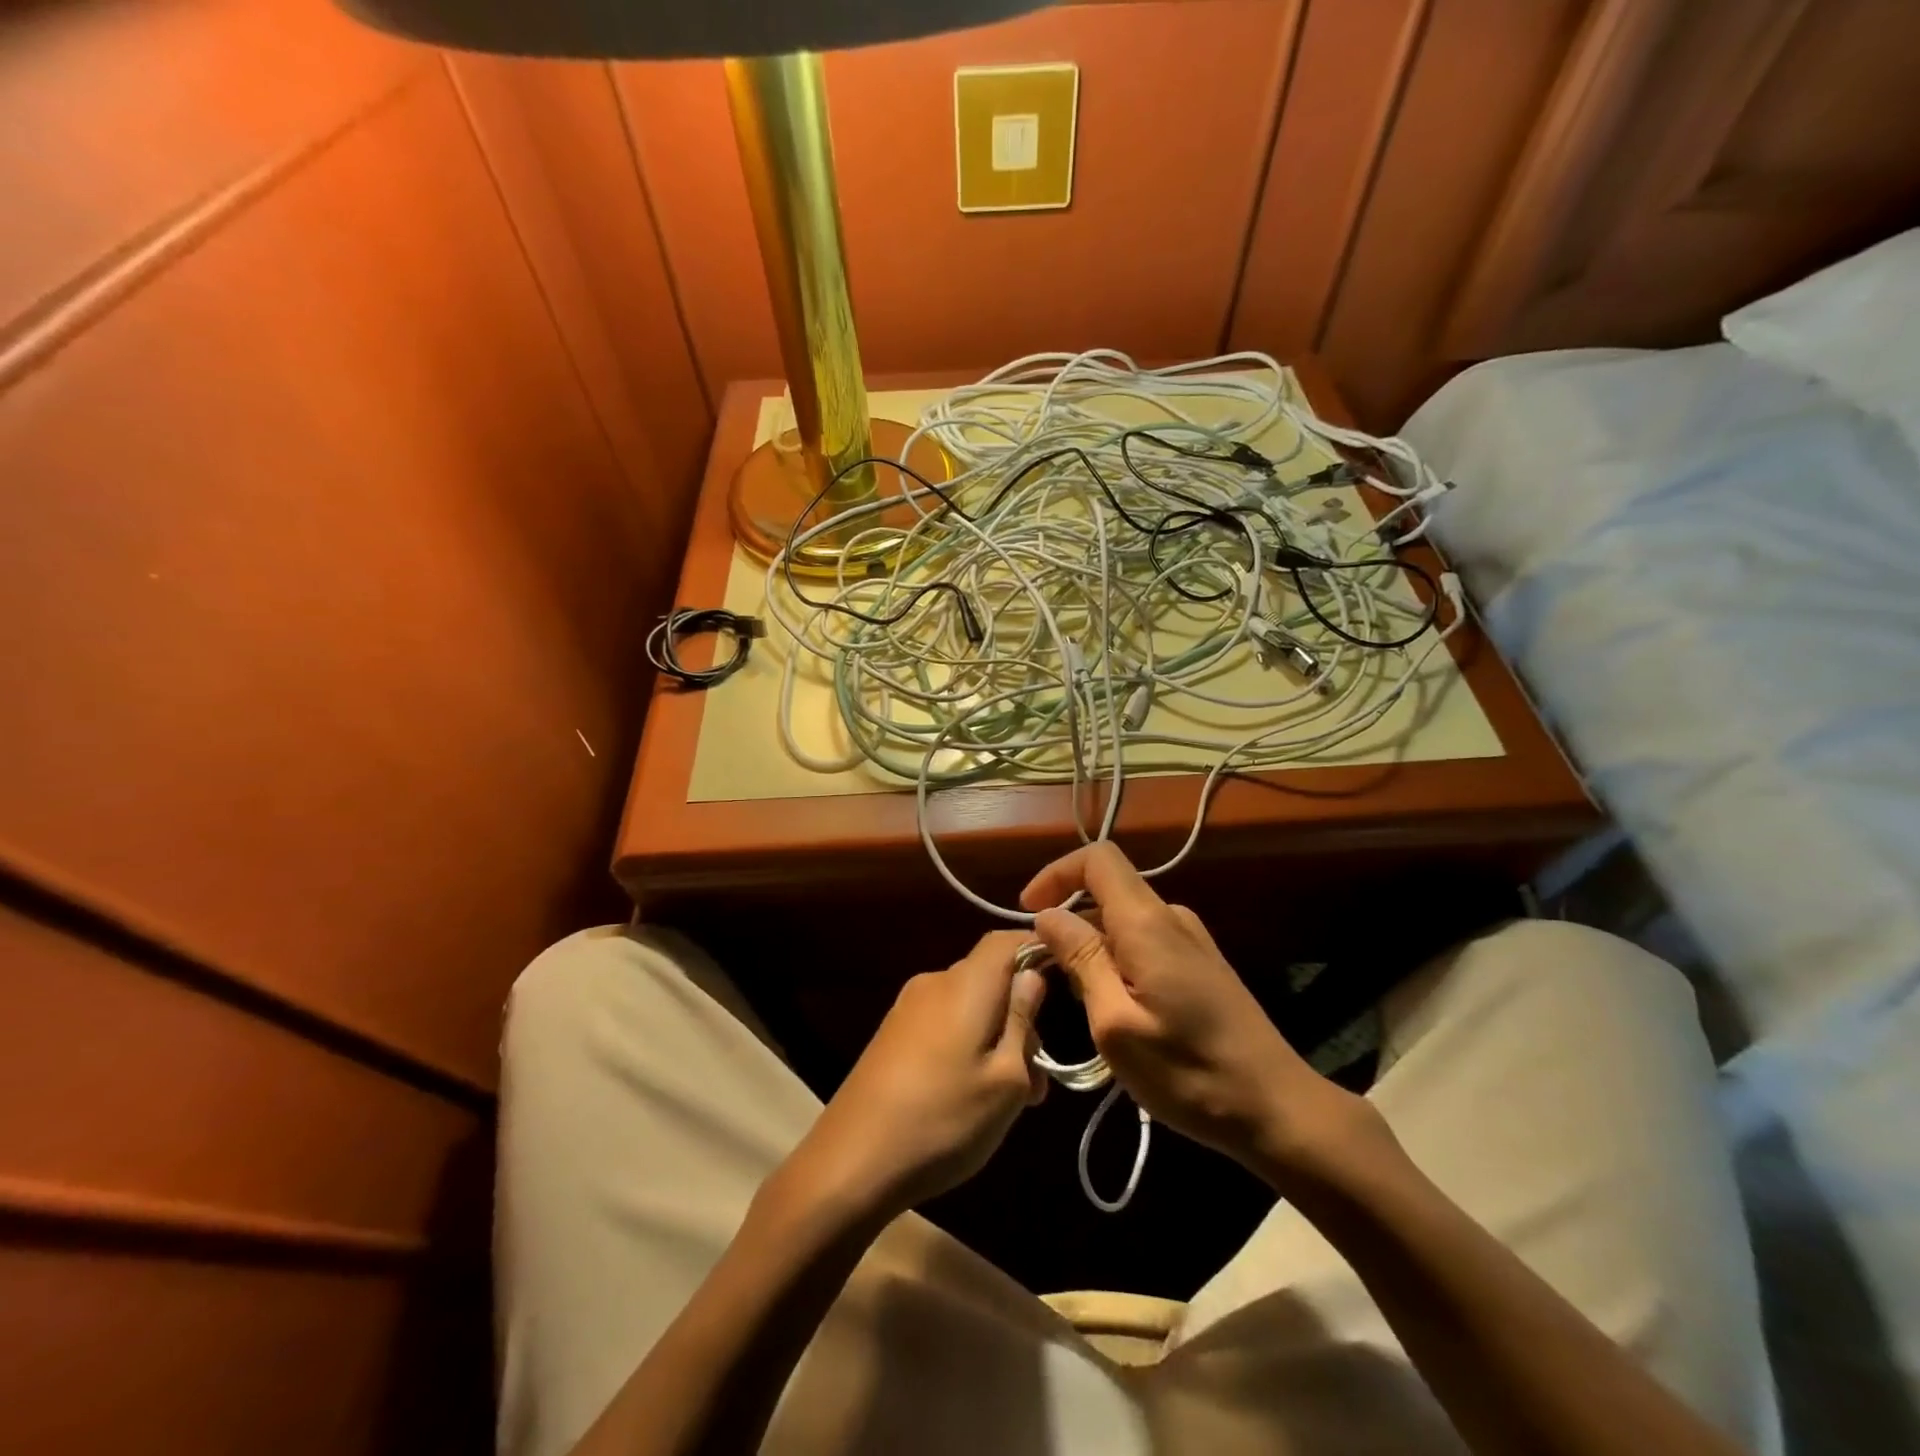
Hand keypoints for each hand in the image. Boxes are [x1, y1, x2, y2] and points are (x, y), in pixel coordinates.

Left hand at [775, 931, 1046, 1222]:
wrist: (850, 1162)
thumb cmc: (943, 1120)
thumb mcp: (1006, 1081)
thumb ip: (1023, 1021)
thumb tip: (1033, 975)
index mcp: (965, 984)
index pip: (1006, 940)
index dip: (1037, 950)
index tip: (1065, 984)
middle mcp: (934, 983)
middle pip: (989, 977)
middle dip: (1021, 1014)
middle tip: (1039, 1077)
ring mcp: (907, 1008)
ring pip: (968, 1005)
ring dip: (997, 1037)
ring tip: (1012, 1098)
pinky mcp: (892, 1034)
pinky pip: (943, 1022)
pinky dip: (968, 1044)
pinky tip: (972, 1095)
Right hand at [1022, 843, 1385, 1186]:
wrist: (1276, 1107)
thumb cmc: (1189, 1073)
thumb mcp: (1116, 1024)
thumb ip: (1081, 960)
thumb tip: (1048, 915)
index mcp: (1147, 923)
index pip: (1097, 859)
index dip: (1056, 874)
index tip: (1027, 911)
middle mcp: (1171, 916)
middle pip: (1108, 889)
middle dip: (1069, 919)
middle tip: (1047, 973)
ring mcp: (1190, 938)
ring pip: (1124, 918)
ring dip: (1091, 944)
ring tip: (1080, 998)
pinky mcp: (1200, 962)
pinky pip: (1144, 939)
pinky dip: (1116, 957)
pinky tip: (1116, 1006)